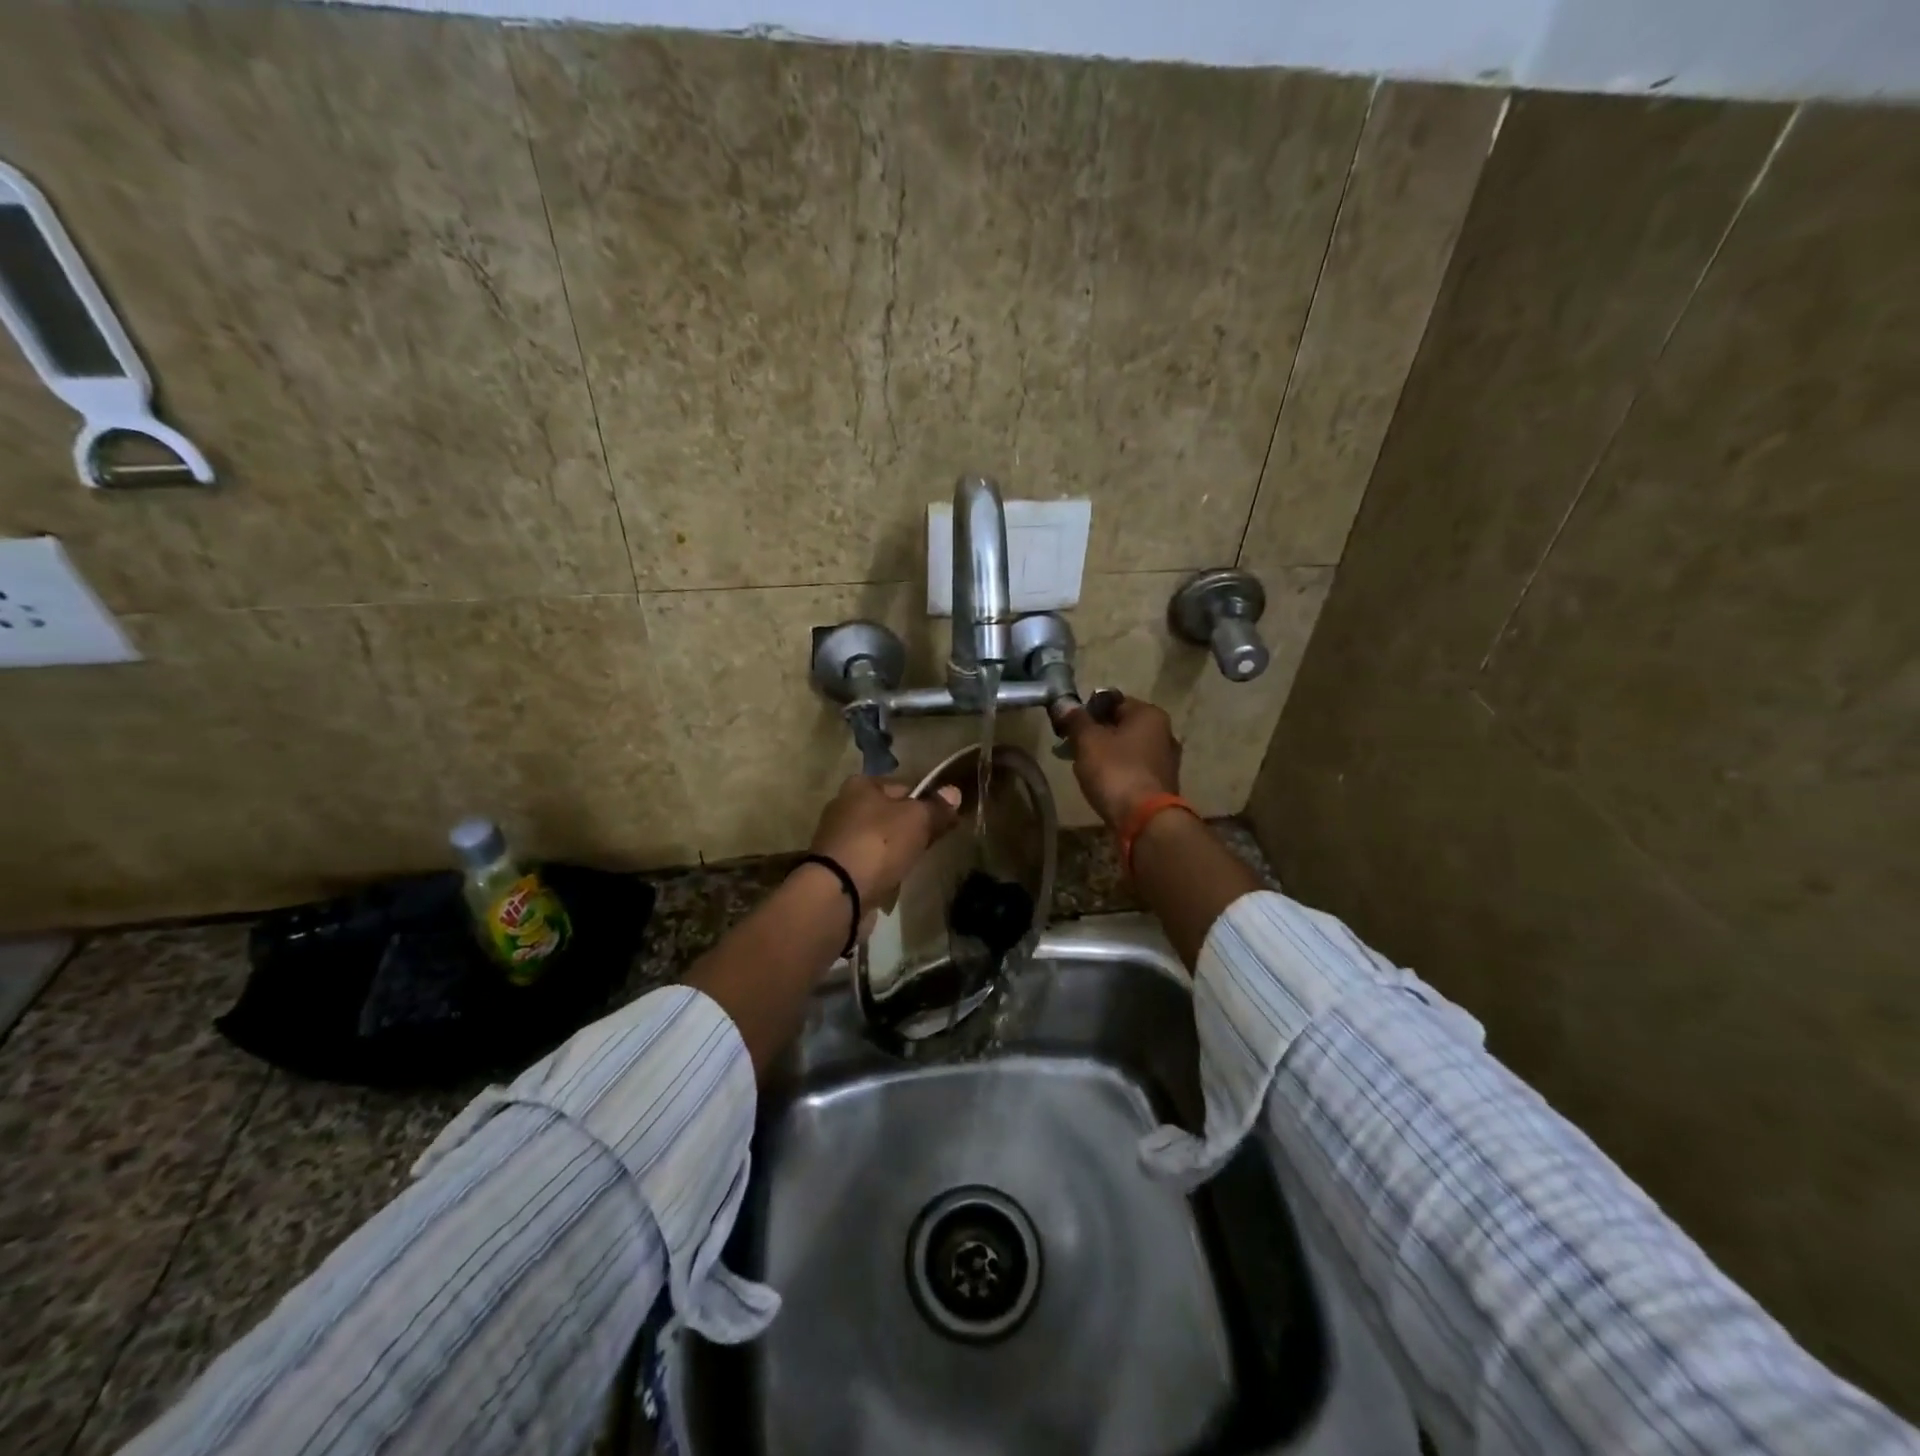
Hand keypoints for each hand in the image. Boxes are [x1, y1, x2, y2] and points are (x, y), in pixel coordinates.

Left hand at [808, 776, 962, 906]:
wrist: (838, 892)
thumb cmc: (879, 844)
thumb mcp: (917, 819)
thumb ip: (936, 807)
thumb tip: (954, 792)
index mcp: (860, 784)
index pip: (904, 786)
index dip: (927, 801)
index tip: (944, 820)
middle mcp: (844, 805)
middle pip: (889, 813)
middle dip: (910, 828)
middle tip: (930, 844)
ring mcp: (836, 837)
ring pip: (878, 839)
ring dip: (895, 850)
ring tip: (912, 865)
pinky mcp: (834, 866)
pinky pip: (867, 862)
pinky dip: (880, 869)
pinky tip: (892, 880)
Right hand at [1060, 697, 1181, 829]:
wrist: (1144, 820)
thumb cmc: (1115, 771)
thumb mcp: (1088, 741)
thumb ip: (1075, 720)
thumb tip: (1063, 704)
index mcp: (1149, 714)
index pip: (1112, 700)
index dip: (1087, 710)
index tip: (1068, 725)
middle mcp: (1164, 733)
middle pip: (1121, 725)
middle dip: (1095, 733)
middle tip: (1072, 746)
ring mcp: (1166, 761)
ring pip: (1127, 748)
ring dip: (1105, 754)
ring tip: (1083, 767)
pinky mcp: (1162, 785)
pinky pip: (1133, 769)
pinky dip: (1117, 771)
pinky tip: (1101, 783)